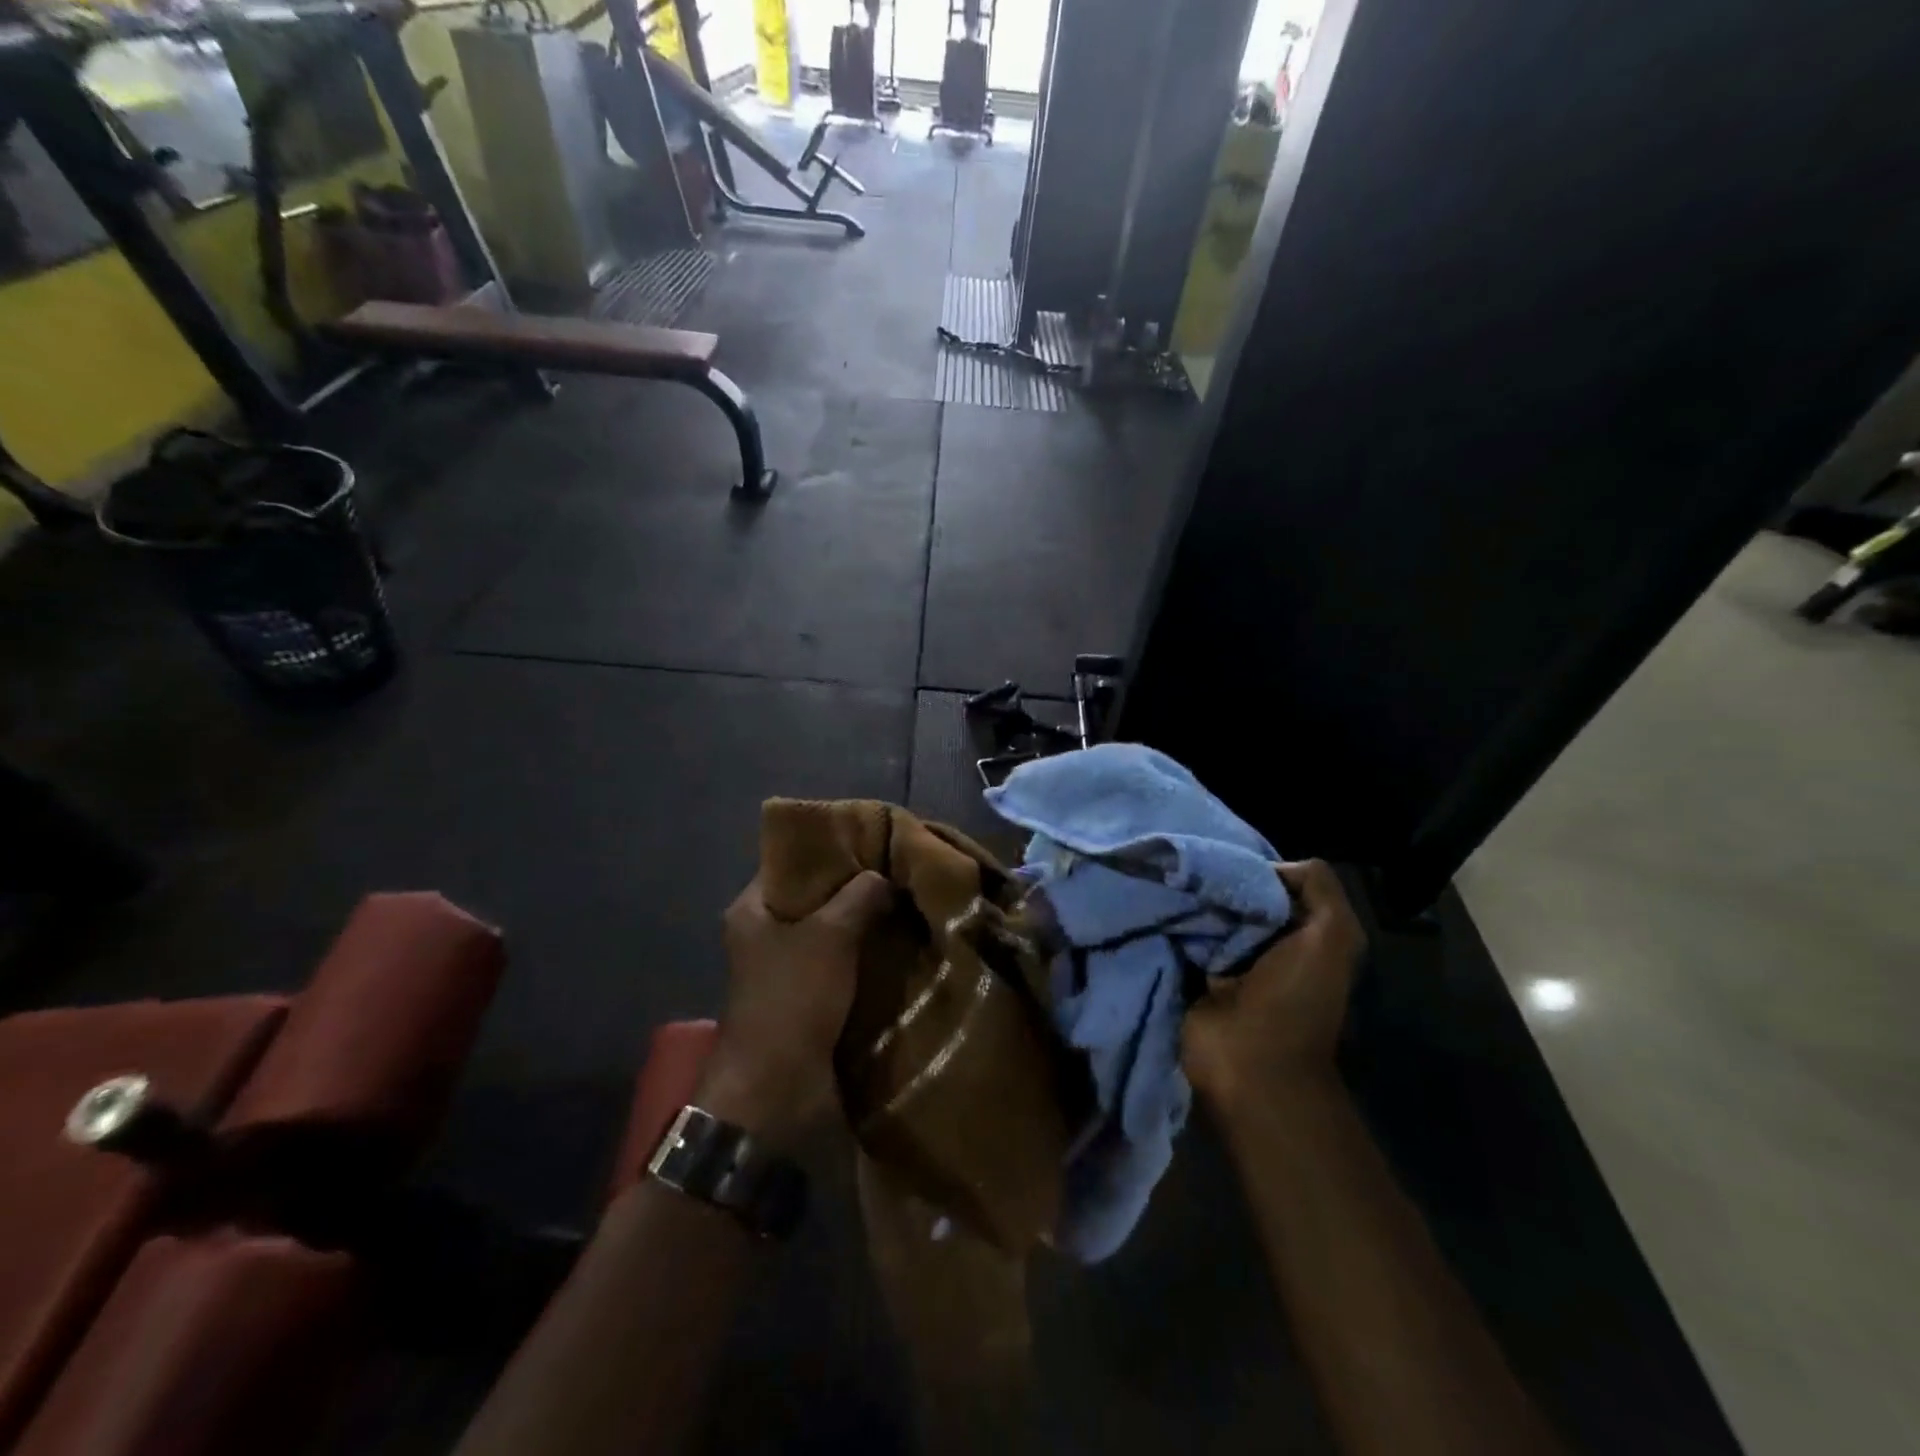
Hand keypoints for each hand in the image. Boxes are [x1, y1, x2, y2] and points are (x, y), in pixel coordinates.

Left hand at [700, 871, 893, 1142]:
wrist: (777, 1088)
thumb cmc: (793, 997)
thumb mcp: (830, 934)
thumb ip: (860, 896)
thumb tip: (884, 877)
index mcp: (753, 909)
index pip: (790, 860)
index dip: (827, 846)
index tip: (870, 837)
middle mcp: (765, 933)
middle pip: (814, 896)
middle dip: (855, 886)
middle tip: (897, 869)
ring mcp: (786, 968)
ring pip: (832, 931)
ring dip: (865, 923)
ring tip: (907, 901)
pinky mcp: (808, 997)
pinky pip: (841, 964)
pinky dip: (865, 955)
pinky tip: (900, 942)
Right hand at [1182, 860, 1366, 1114]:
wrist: (1250, 1065)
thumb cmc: (1295, 999)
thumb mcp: (1334, 936)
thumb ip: (1317, 887)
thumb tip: (1266, 868)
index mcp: (1301, 935)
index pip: (1272, 885)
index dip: (1252, 870)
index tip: (1224, 861)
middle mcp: (1263, 945)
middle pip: (1234, 896)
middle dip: (1214, 882)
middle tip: (1185, 868)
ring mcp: (1223, 961)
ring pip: (1203, 913)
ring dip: (1186, 900)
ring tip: (1163, 880)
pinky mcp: (1189, 974)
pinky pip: (1177, 936)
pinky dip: (1166, 922)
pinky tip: (1151, 902)